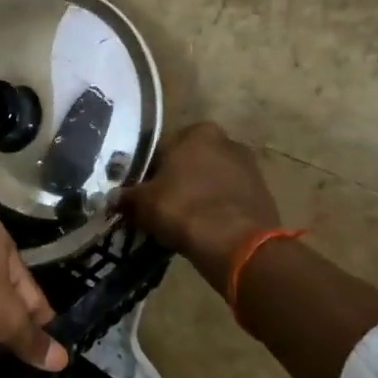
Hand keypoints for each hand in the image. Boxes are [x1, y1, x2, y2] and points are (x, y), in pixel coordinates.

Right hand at [119, 123, 280, 258]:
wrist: (238, 245)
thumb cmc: (184, 209)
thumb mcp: (142, 203)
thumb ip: (127, 196)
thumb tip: (114, 198)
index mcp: (196, 132)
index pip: (162, 147)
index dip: (148, 171)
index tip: (140, 192)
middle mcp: (226, 141)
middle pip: (189, 161)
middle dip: (176, 180)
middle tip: (159, 205)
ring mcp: (249, 167)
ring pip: (210, 179)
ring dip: (197, 194)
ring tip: (181, 220)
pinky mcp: (263, 194)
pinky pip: (228, 198)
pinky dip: (216, 208)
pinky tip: (203, 228)